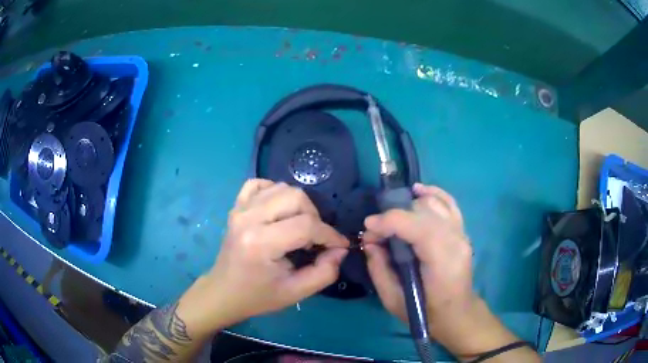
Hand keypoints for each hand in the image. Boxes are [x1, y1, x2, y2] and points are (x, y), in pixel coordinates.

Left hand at [197, 179, 348, 327]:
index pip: (307, 225)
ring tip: (297, 227)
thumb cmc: (258, 296)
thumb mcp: (296, 292)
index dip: (330, 235)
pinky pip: (259, 184)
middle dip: (314, 217)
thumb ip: (325, 272)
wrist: (224, 292)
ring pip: (281, 187)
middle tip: (314, 239)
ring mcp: (240, 209)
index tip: (340, 245)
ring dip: (298, 205)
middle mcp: (249, 218)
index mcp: (261, 243)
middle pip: (296, 197)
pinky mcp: (236, 206)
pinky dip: (275, 192)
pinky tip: (278, 211)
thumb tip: (340, 249)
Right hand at [363, 183, 528, 358]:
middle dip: (394, 215)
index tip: (368, 228)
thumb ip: (378, 269)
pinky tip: (418, 191)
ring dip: (409, 205)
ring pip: (434, 203)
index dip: (388, 221)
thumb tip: (369, 241)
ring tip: (392, 218)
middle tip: (377, 231)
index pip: (415, 226)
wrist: (457, 313)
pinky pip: (449, 203)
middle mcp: (455, 240)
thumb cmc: (426, 312)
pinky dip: (433, 193)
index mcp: (441, 261)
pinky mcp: (461, 231)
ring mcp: (461, 233)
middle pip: (422, 211)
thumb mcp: (393, 299)